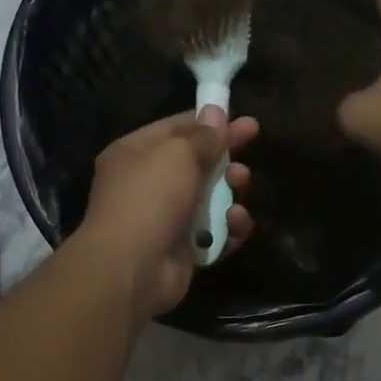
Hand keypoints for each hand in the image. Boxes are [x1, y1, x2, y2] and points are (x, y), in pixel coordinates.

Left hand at [77, 108, 258, 317]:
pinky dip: (229, 228)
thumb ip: (203, 135)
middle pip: (196, 164)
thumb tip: (217, 112)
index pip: (176, 128)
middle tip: (249, 154)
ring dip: (231, 193)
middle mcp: (147, 185)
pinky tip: (236, 223)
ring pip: (209, 200)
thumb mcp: (178, 154)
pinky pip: (214, 234)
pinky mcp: (183, 251)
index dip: (210, 122)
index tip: (244, 120)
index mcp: (135, 153)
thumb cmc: (150, 198)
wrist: (132, 268)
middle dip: (225, 159)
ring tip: (239, 187)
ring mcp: (165, 220)